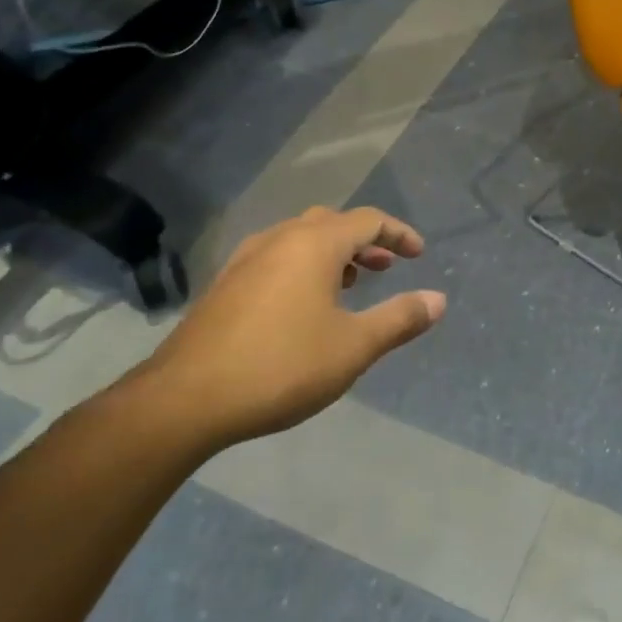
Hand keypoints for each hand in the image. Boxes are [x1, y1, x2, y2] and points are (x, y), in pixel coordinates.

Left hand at [126, 206, 445, 450]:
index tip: (418, 253)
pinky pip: (275, 258)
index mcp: (314, 244)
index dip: (398, 234)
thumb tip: (438, 299)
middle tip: (385, 268)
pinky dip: (302, 266)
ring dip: (331, 253)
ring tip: (348, 284)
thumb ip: (400, 319)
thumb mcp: (354, 347)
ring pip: (299, 239)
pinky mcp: (223, 286)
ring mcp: (245, 261)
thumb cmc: (281, 367)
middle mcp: (279, 240)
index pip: (368, 220)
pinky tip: (302, 306)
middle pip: (331, 223)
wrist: (183, 401)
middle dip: (364, 241)